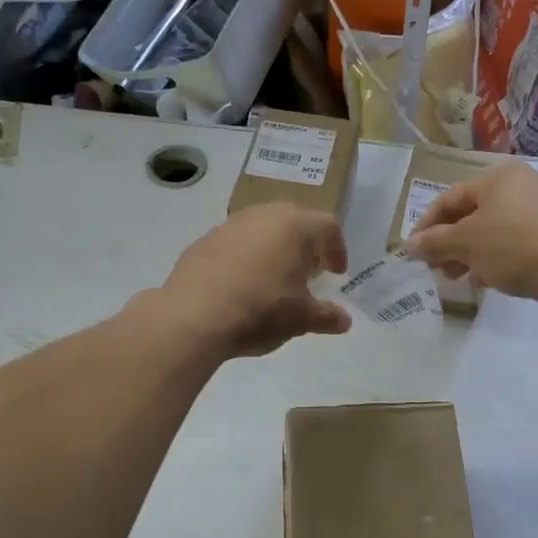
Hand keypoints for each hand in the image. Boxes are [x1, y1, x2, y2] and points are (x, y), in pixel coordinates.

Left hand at [156, 204, 351, 357]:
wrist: (194, 316)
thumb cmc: (261, 310)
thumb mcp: (301, 319)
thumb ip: (326, 316)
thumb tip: (343, 321)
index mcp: (295, 226)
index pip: (328, 227)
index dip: (337, 250)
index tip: (336, 274)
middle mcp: (262, 216)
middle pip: (293, 222)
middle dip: (304, 246)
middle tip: (307, 272)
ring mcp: (228, 226)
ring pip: (260, 230)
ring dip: (272, 250)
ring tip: (273, 280)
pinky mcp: (201, 242)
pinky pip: (233, 245)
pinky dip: (244, 260)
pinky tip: (240, 287)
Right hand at [405, 161, 537, 308]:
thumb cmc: (513, 245)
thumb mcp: (466, 243)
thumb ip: (434, 243)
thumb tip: (409, 246)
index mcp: (498, 177)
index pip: (450, 198)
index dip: (427, 225)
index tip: (413, 251)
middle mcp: (520, 186)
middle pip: (471, 214)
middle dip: (449, 243)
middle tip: (435, 267)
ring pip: (492, 231)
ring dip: (469, 254)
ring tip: (456, 277)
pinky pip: (513, 243)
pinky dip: (494, 259)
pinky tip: (484, 280)